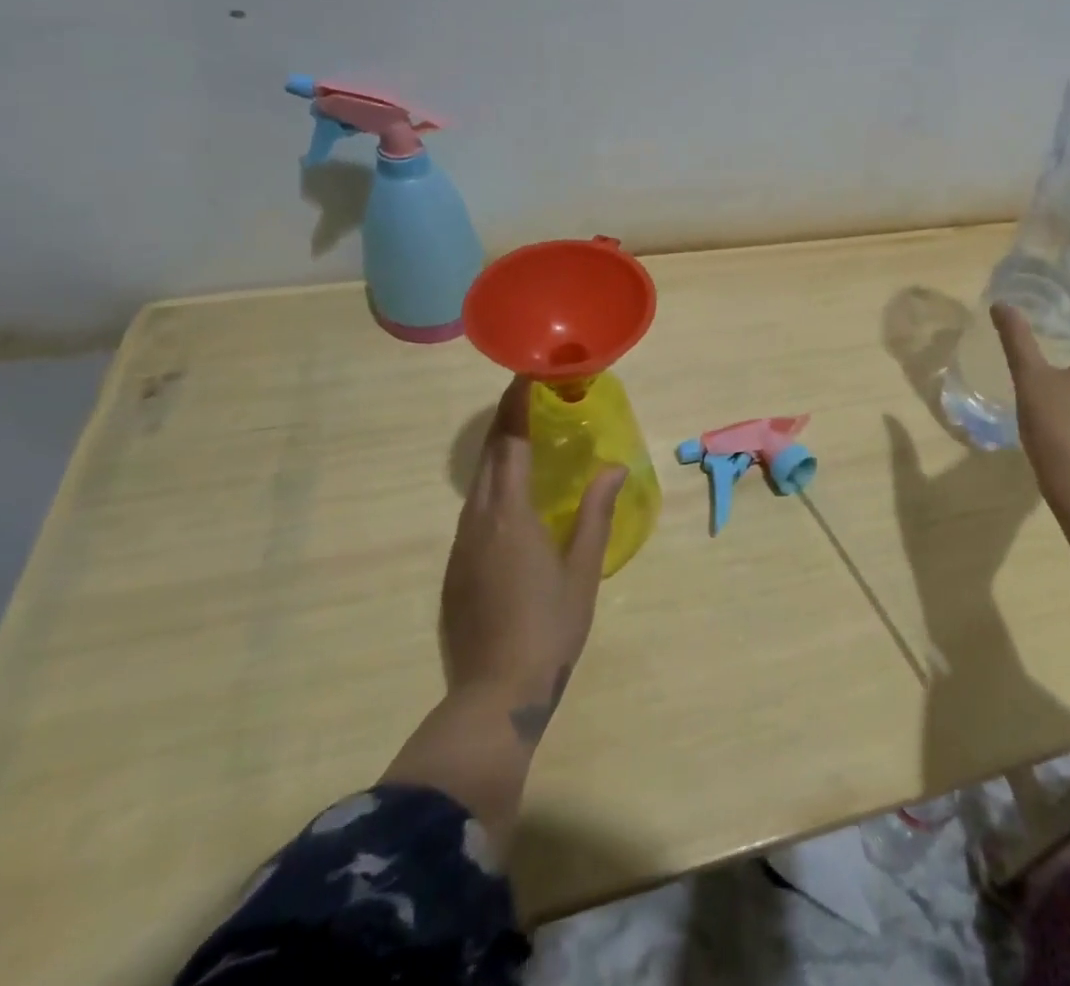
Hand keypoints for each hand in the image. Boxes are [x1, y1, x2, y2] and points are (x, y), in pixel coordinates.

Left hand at [383, 378, 625, 843]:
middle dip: (506, 423)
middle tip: (529, 398)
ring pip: (477, 485)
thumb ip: (596, 513)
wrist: (493, 694)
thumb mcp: (582, 569)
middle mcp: (478, 521)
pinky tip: (510, 498)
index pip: (511, 444)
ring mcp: (461, 546)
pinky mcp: (455, 569)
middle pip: (489, 458)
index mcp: (510, 515)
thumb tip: (614, 467)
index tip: (526, 375)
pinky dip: (492, 487)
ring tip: (524, 439)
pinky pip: (473, 511)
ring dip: (498, 455)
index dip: (517, 406)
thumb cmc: (548, 627)